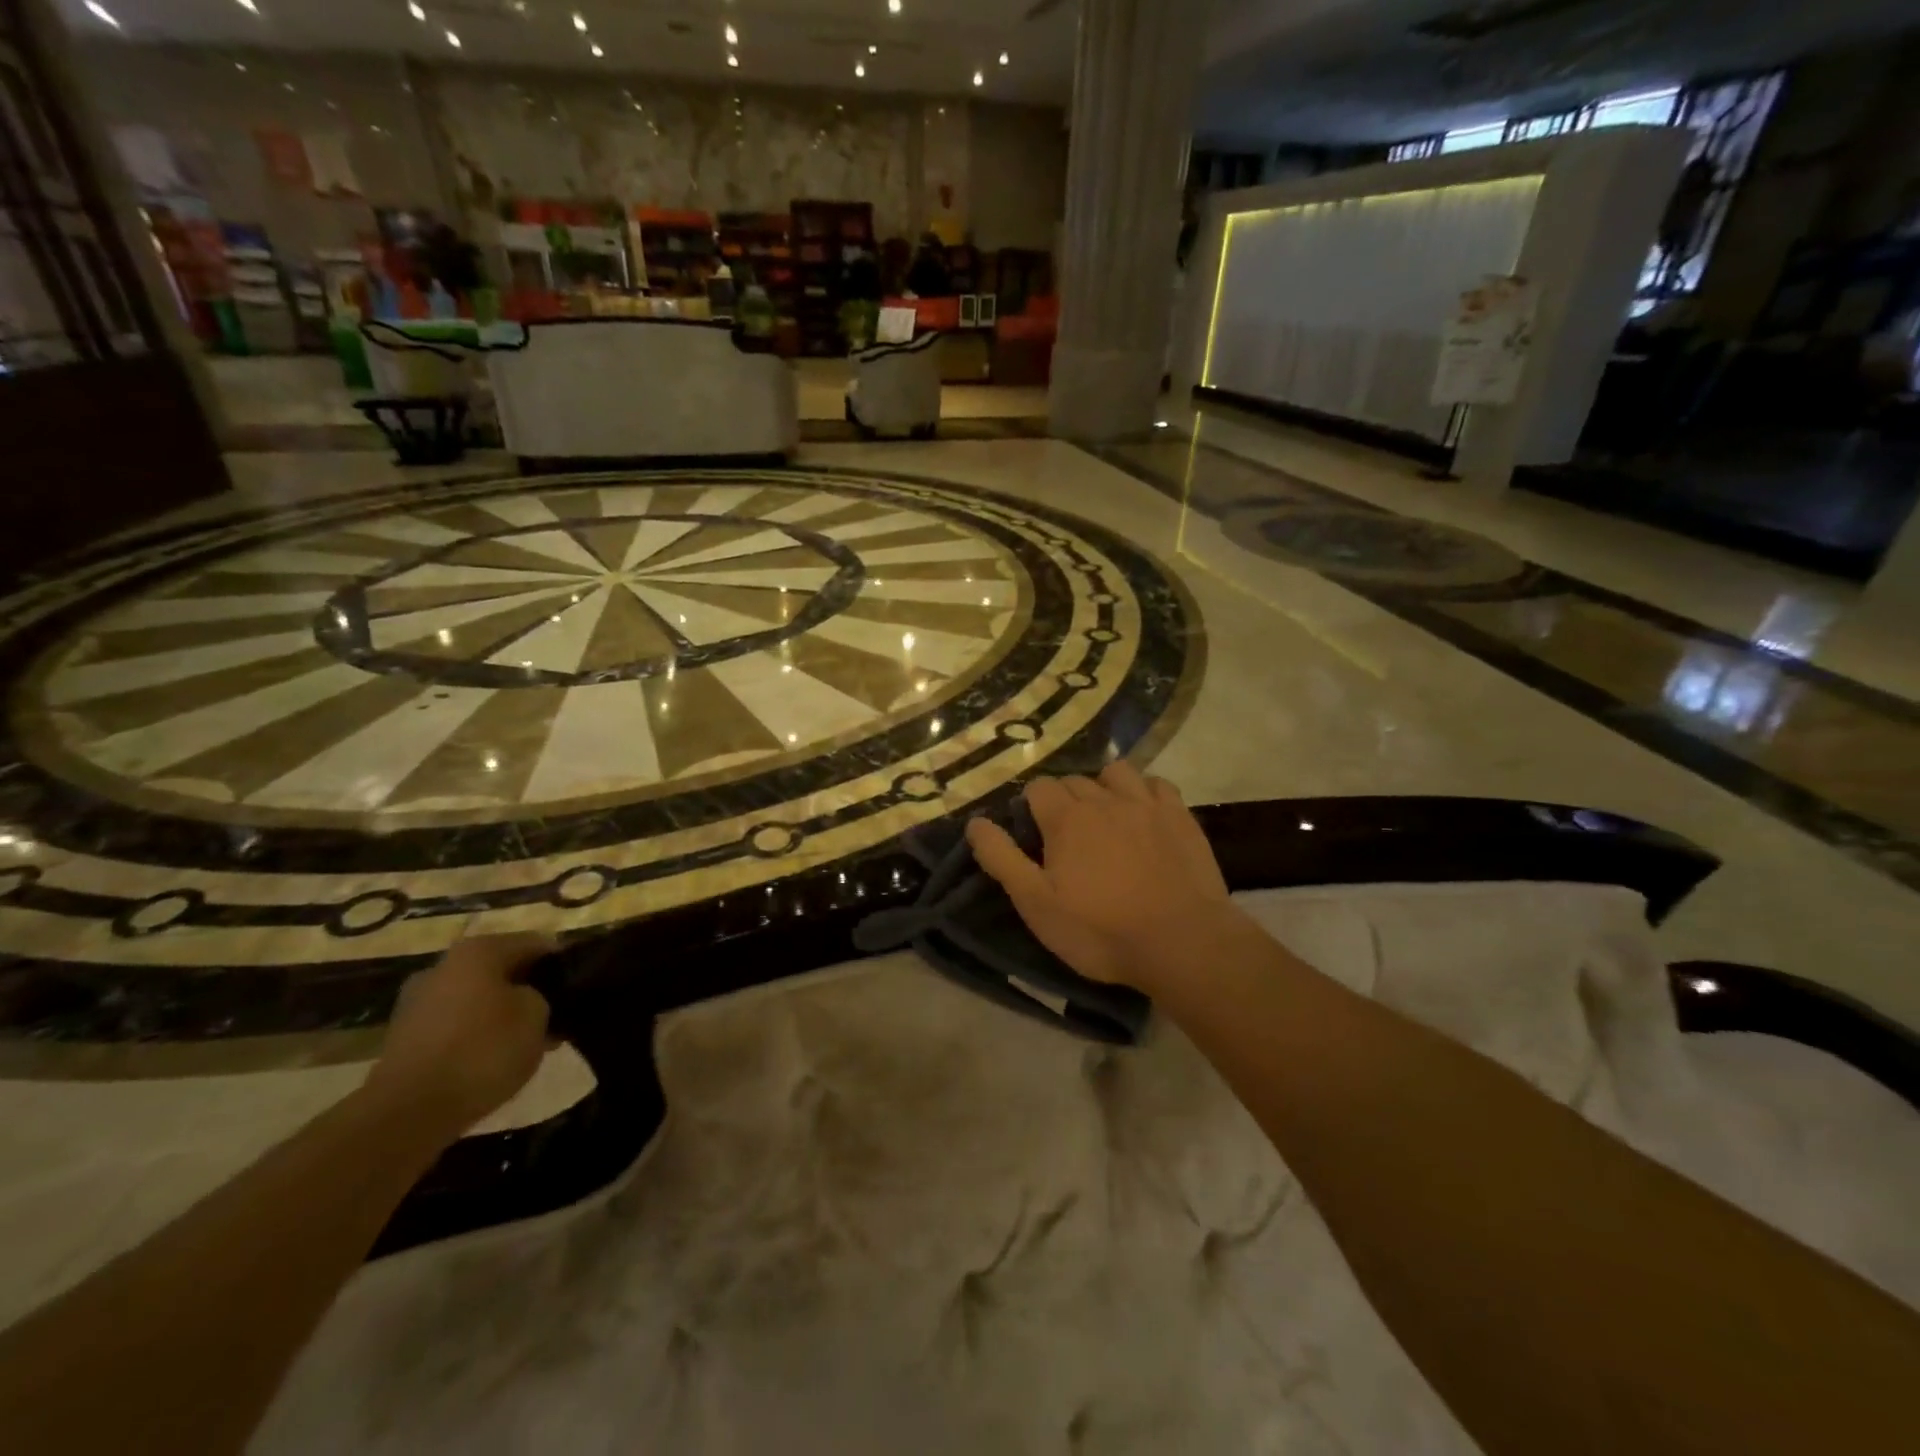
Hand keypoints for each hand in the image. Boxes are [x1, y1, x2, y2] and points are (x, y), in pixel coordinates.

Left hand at [363, 932, 555, 1133]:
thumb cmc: (483, 1050)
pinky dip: (476, 1036)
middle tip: (555, 1016)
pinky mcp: (404, 1038)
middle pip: (502, 970)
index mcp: (479, 950)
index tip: (579, 987)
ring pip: (478, 998)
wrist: (408, 1112)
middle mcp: (444, 966)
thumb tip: (533, 998)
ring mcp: (418, 1002)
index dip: (562, 964)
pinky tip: (493, 1060)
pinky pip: (455, 1026)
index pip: (536, 943)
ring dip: (502, 1014)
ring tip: (527, 1042)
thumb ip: (544, 996)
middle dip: (529, 990)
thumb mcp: (538, 1015)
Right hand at [965, 762, 1230, 989]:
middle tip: (1066, 837)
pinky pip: (1157, 785)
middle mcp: (1104, 799)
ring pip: (1116, 773)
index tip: (1035, 836)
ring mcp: (1146, 803)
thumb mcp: (1036, 904)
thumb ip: (1002, 859)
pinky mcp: (1181, 816)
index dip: (1031, 808)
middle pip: (1074, 780)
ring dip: (1104, 787)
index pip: (1038, 788)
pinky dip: (1145, 792)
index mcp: (1066, 818)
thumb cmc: (1100, 930)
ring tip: (1106, 817)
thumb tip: (975, 822)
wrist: (1182, 943)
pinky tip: (1144, 816)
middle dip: (1064, 800)